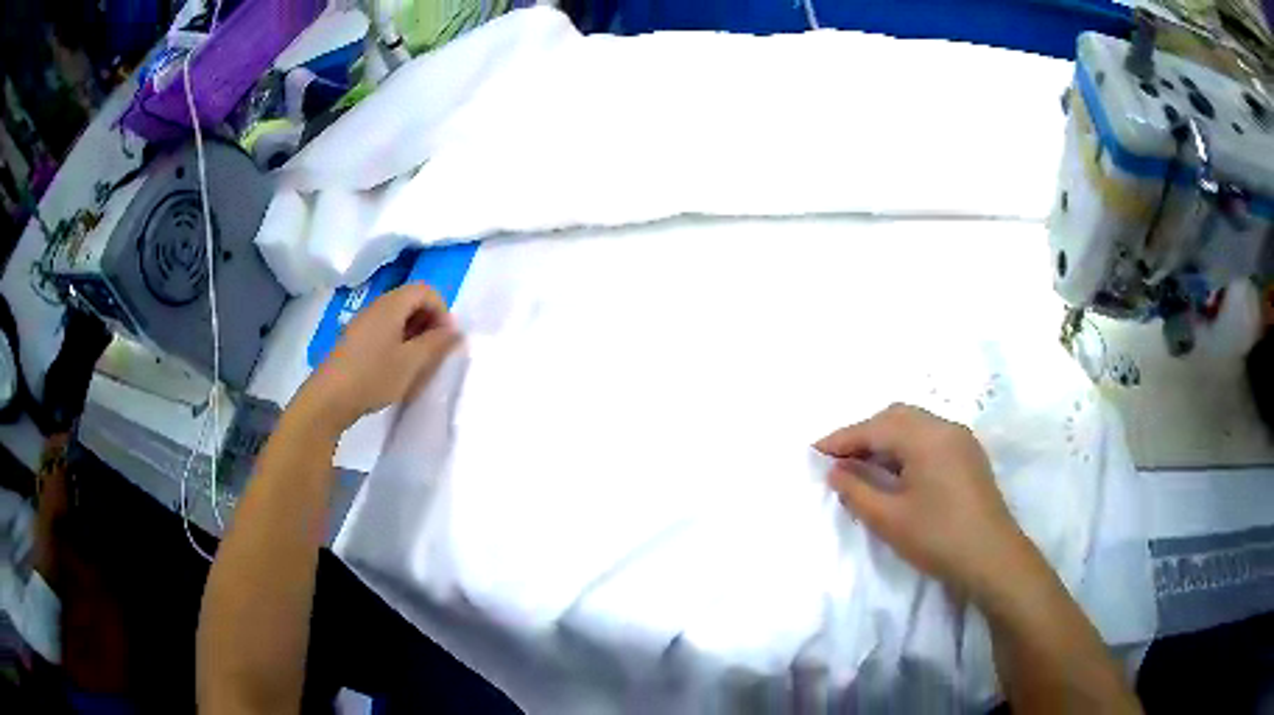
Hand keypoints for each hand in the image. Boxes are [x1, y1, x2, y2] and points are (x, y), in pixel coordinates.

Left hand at [299, 284, 461, 434]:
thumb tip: (456, 331)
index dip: (442, 310)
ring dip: (414, 332)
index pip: (425, 291)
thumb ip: (436, 344)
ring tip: (418, 361)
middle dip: (429, 321)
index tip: (446, 339)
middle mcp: (377, 306)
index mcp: (392, 305)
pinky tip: (396, 366)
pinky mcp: (355, 339)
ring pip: (397, 315)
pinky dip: (398, 340)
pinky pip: (384, 328)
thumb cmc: (373, 377)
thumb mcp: (411, 363)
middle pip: (411, 300)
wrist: (329, 398)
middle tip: (435, 350)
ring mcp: (363, 322)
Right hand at [815, 404, 1034, 600]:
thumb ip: (857, 490)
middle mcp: (945, 427)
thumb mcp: (889, 519)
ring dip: (885, 439)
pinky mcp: (968, 455)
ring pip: (914, 424)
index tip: (813, 452)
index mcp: (926, 437)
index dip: (842, 439)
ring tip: (863, 466)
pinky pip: (929, 436)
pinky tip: (896, 471)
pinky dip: (905, 446)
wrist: (992, 558)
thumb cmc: (938, 538)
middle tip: (838, 460)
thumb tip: (836, 471)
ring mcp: (961, 439)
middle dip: (864, 434)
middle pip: (896, 417)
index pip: (875, 428)